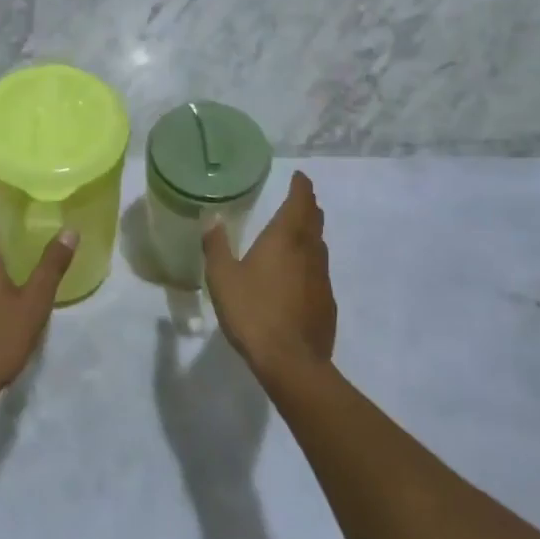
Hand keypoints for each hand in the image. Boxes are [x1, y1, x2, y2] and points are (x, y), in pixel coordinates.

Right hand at [201, 171, 335, 382]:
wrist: (292, 361)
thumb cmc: (253, 312)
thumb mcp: (223, 277)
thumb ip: (216, 246)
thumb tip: (212, 218)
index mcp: (284, 238)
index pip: (300, 202)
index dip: (301, 187)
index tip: (299, 177)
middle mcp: (308, 252)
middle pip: (314, 221)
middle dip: (307, 206)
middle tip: (299, 198)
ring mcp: (322, 278)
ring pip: (319, 246)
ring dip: (311, 234)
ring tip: (297, 233)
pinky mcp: (327, 302)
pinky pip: (319, 271)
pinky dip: (310, 262)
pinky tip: (299, 276)